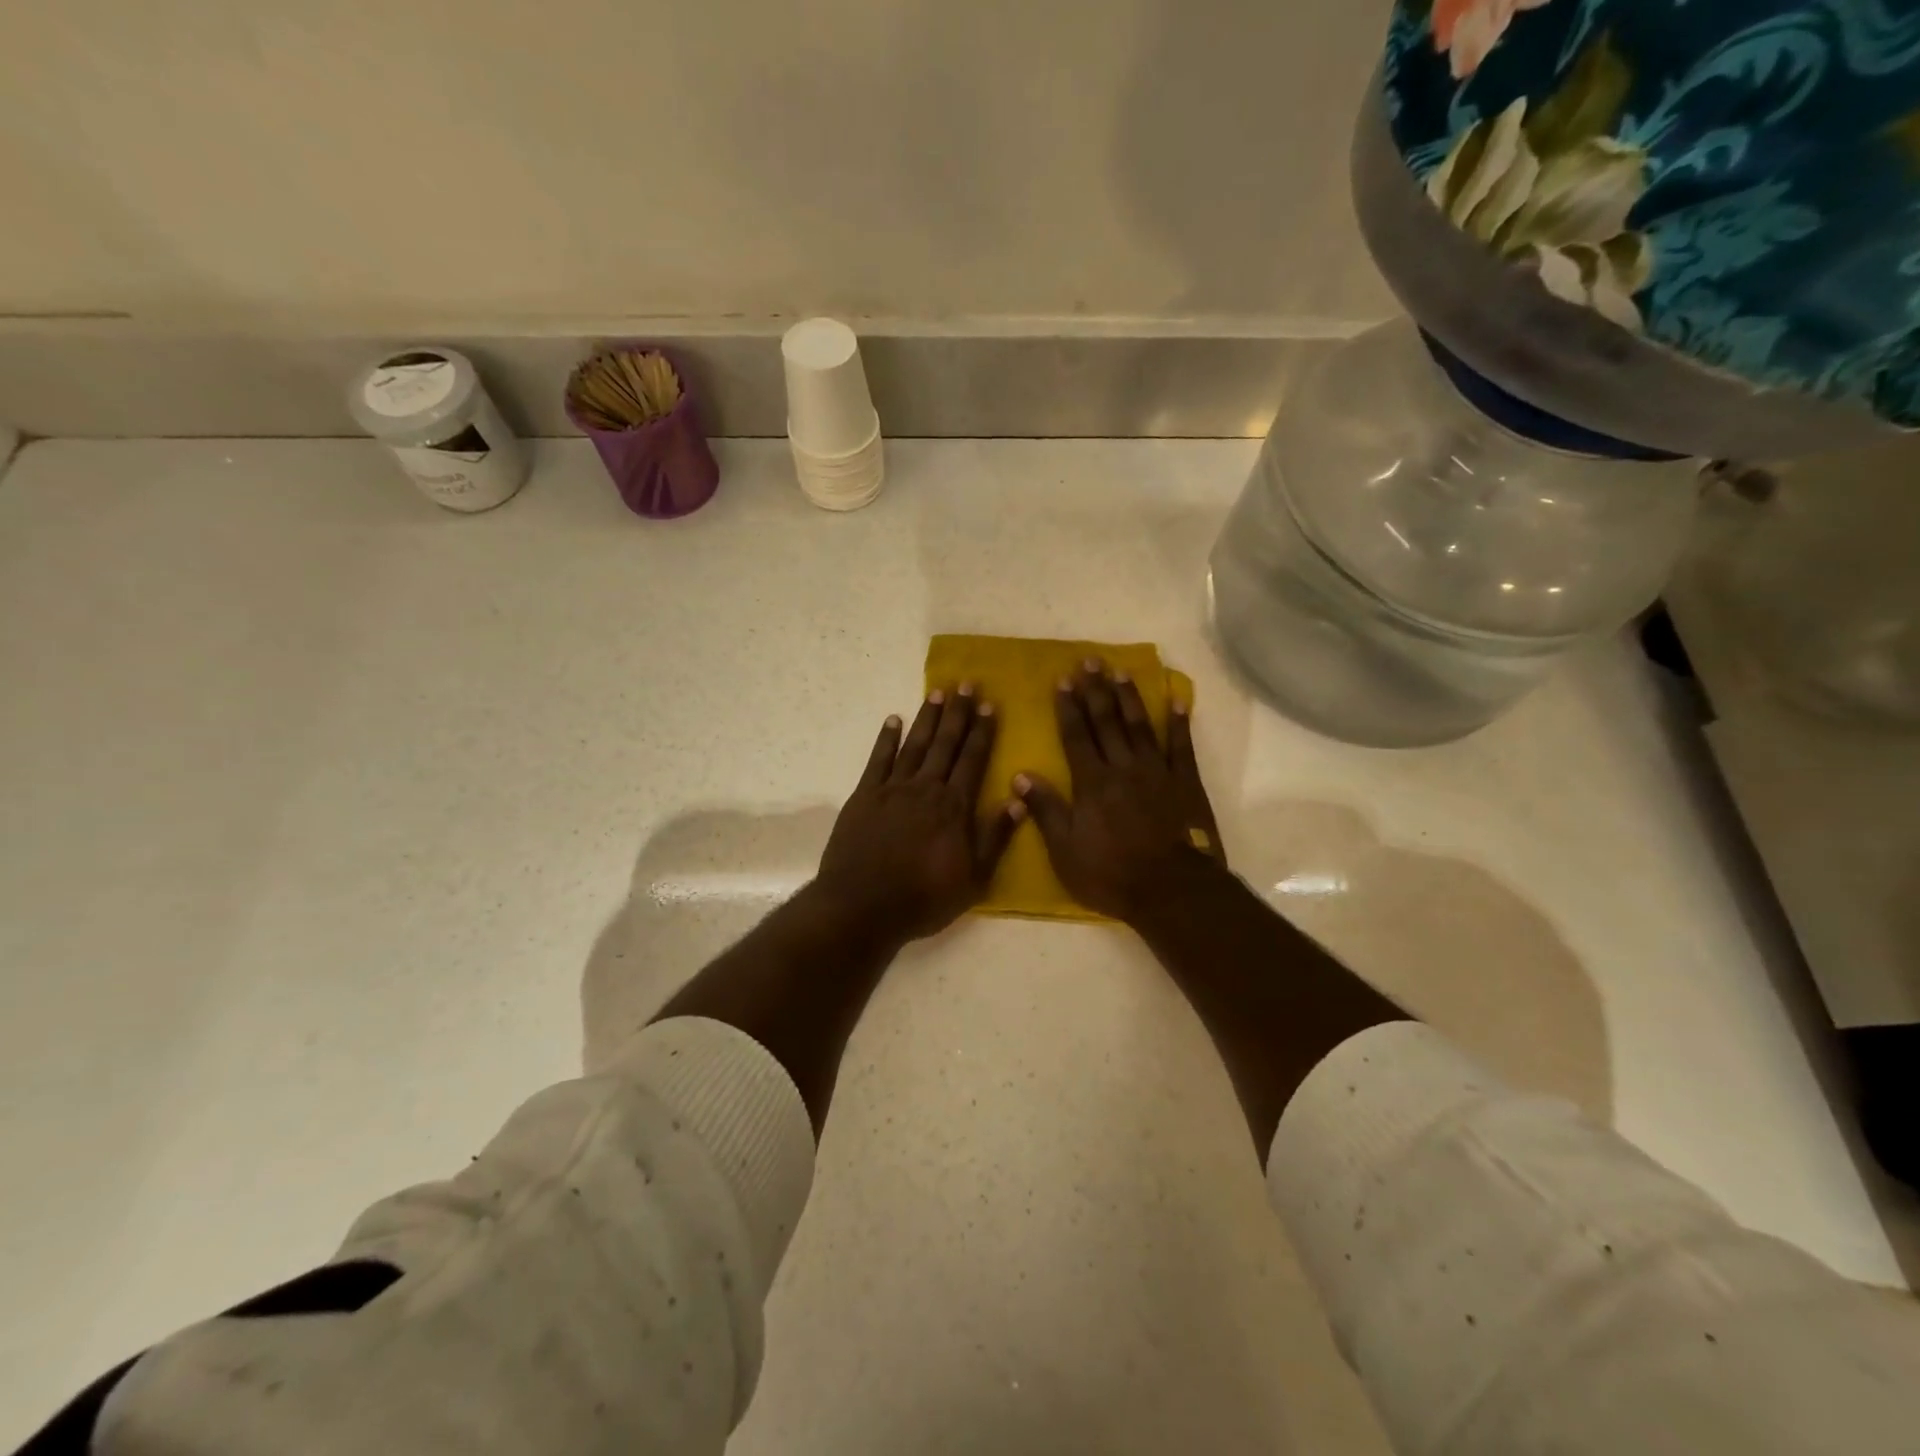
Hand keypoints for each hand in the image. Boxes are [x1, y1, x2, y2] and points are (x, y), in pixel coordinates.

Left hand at [813, 685, 1024, 942]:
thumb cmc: (924, 898)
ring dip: (927, 718)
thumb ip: (996, 837)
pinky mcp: (864, 796)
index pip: (973, 759)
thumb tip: (1018, 799)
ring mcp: (893, 789)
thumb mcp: (974, 878)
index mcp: (954, 806)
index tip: (989, 705)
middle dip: (958, 713)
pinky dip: (886, 738)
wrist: (862, 906)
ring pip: (915, 745)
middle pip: (946, 744)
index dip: (982, 731)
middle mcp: (926, 788)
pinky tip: (893, 720)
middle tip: (966, 683)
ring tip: (937, 692)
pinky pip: (878, 760)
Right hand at [1014, 659, 1224, 923]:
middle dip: (1096, 690)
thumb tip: (1021, 775)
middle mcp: (1123, 767)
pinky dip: (1178, 721)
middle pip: (1107, 722)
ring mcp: (1157, 772)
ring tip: (1120, 671)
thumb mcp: (1065, 851)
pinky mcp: (1185, 782)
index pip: (1076, 736)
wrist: (1171, 890)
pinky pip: (1181, 745)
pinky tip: (1175, 699)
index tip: (1063, 680)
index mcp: (1092, 783)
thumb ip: (1046, 810)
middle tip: (1090, 661)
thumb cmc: (1112, 874)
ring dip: (1129, 697)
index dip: (1068, 707)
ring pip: (1139, 726)